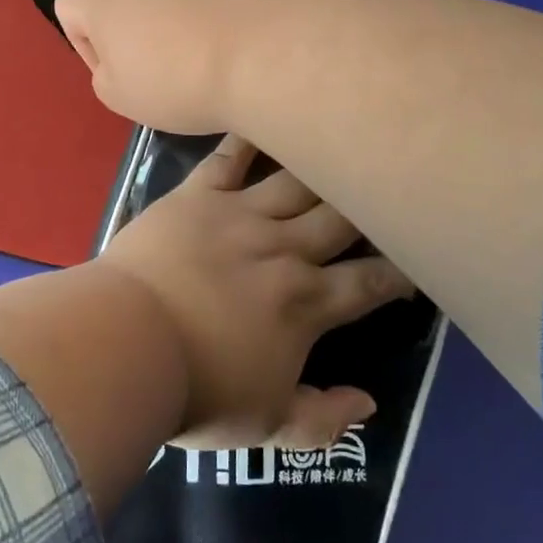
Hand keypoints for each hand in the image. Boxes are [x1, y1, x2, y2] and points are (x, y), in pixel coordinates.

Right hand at [55, 0, 287, 133]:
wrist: (267, 47)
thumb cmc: (183, 80)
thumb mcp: (124, 99)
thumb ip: (107, 75)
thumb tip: (122, 59)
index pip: (69, 2)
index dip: (86, 40)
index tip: (122, 69)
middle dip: (142, 25)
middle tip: (175, 67)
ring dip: (183, 9)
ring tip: (218, 48)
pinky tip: (246, 30)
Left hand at [101, 134, 413, 449]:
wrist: (126, 343)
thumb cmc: (196, 389)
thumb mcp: (267, 426)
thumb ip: (324, 419)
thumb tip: (369, 402)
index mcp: (307, 301)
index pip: (371, 281)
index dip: (400, 272)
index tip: (417, 264)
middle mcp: (285, 247)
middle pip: (343, 217)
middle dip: (371, 205)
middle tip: (386, 192)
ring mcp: (241, 214)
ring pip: (297, 180)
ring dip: (322, 165)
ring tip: (340, 147)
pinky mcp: (198, 195)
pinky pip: (229, 157)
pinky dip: (248, 138)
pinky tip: (264, 115)